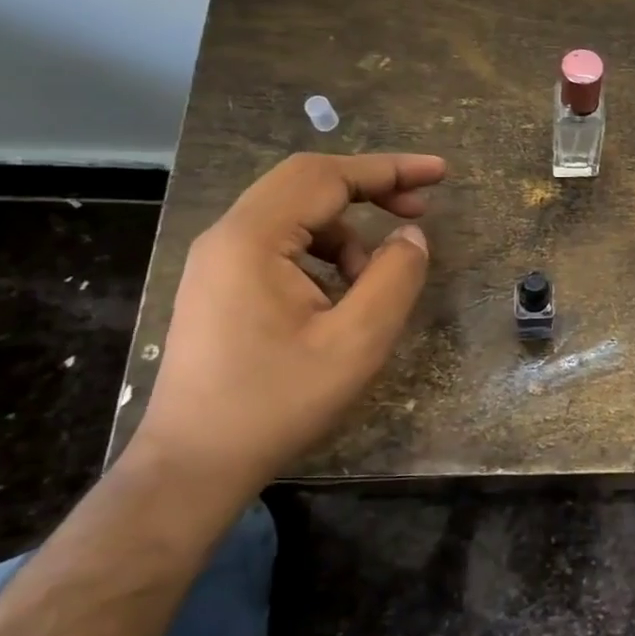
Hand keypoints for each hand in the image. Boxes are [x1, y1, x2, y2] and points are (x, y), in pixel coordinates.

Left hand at [130, 152, 444, 492]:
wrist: (193, 466)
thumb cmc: (276, 403)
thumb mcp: (356, 342)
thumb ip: (395, 277)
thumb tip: (411, 236)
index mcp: (252, 239)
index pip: (327, 176)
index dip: (390, 169)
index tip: (440, 174)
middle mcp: (228, 236)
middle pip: (308, 185)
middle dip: (371, 190)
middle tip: (421, 210)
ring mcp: (219, 261)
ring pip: (297, 217)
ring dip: (349, 235)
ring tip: (376, 283)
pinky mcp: (221, 286)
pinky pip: (282, 247)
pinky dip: (325, 258)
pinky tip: (341, 299)